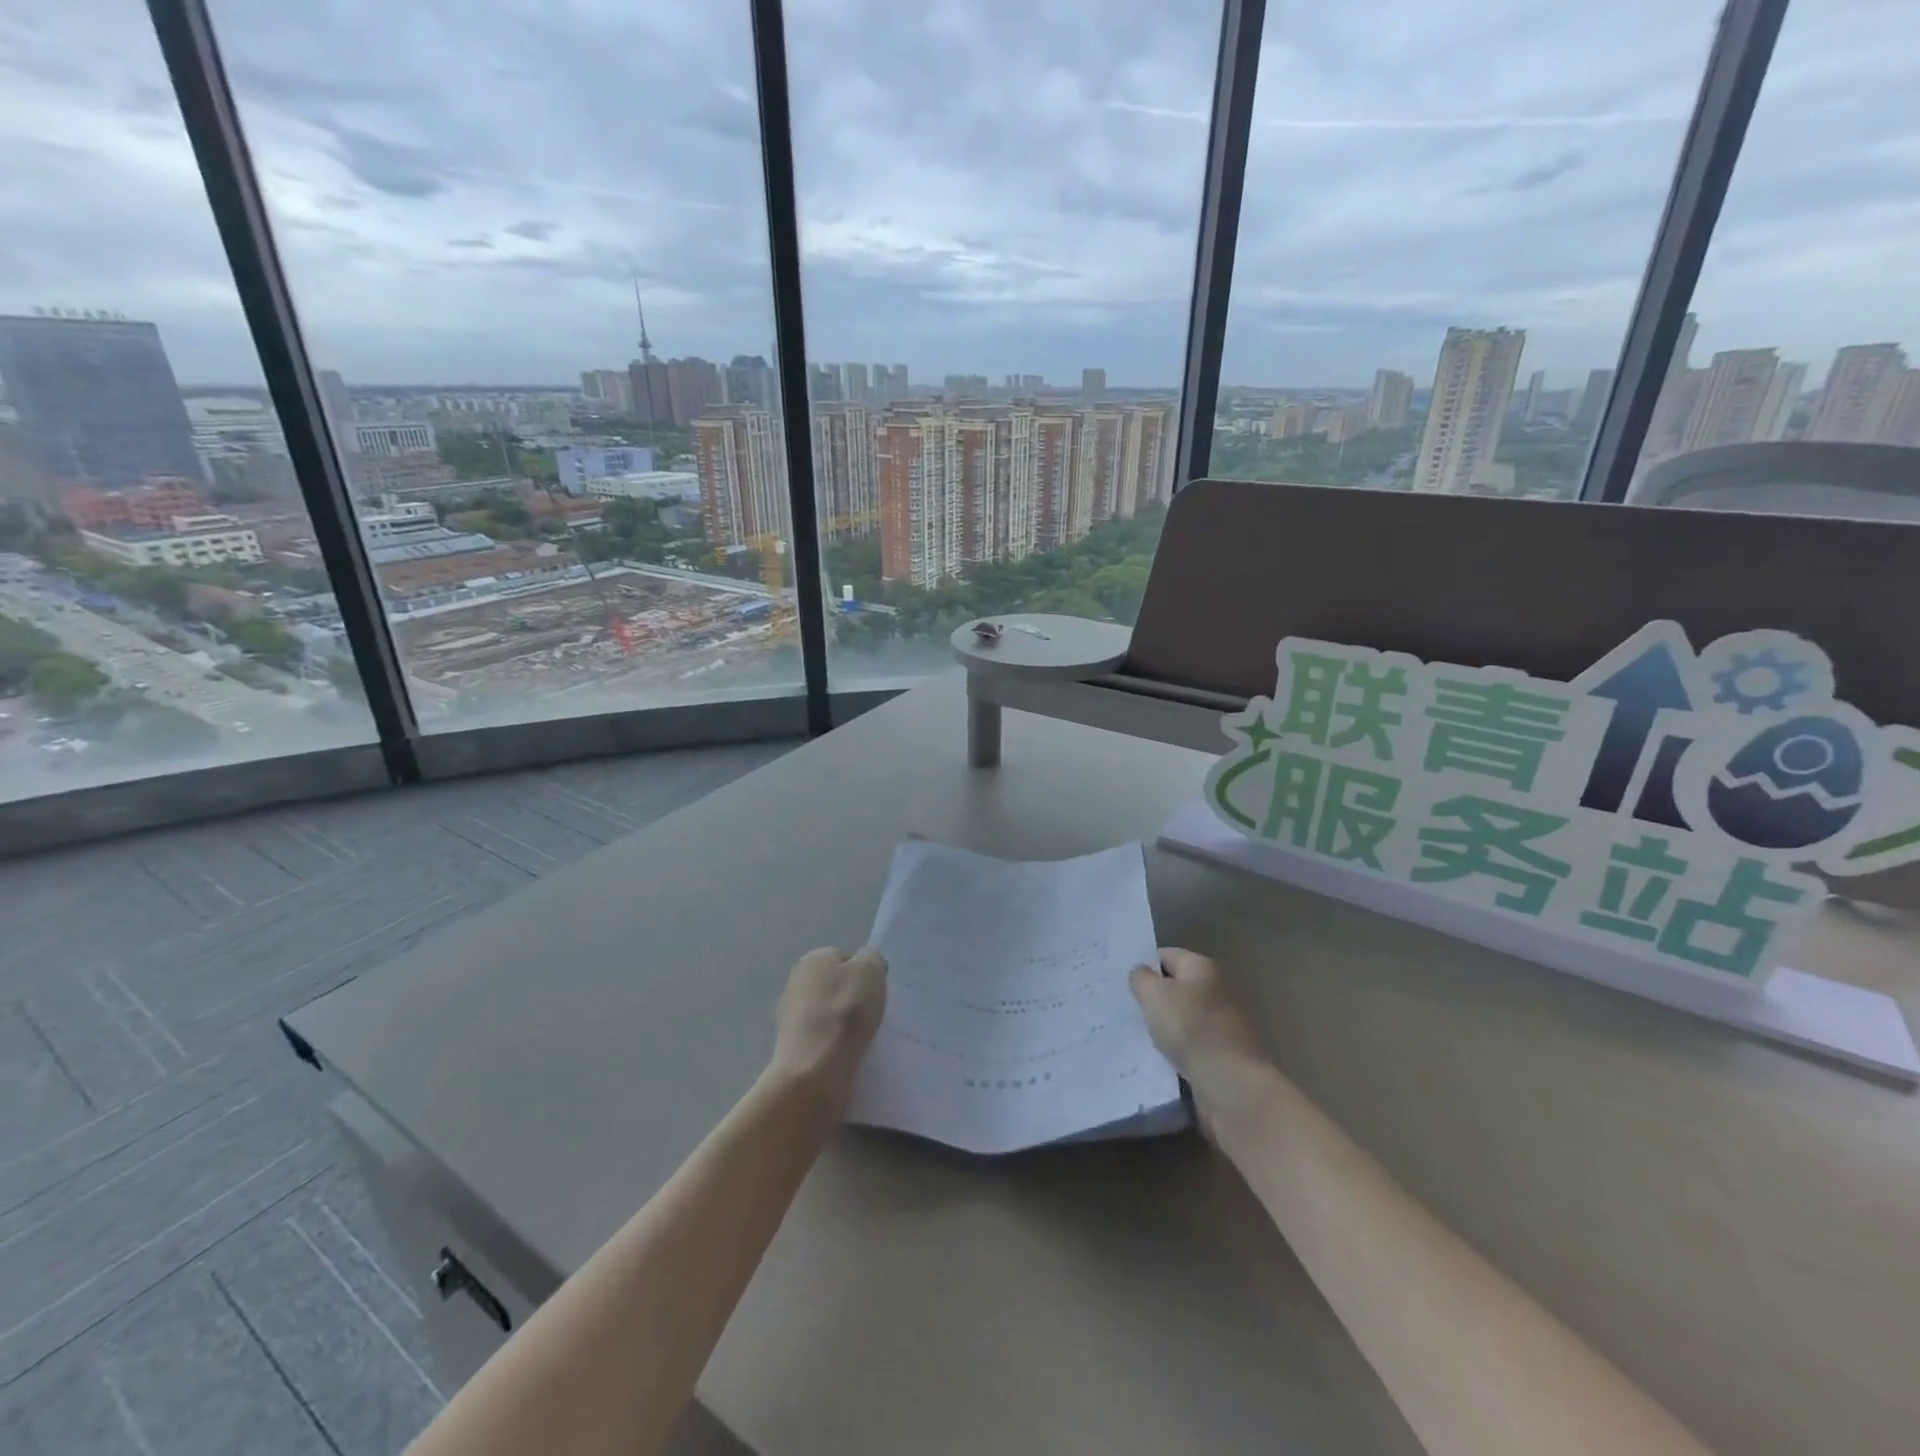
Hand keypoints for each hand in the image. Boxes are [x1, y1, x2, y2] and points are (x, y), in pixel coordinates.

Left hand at [770, 947, 886, 1102]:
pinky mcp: (792, 1048)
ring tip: (861, 1040)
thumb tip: (866, 965)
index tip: (876, 993)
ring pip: (828, 1014)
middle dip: (852, 999)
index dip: (864, 975)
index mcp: (813, 958)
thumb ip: (872, 959)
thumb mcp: (871, 970)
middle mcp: (796, 981)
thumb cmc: (846, 1012)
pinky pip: (822, 1040)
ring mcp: (790, 1016)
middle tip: (871, 1016)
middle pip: (836, 986)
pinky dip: (834, 1046)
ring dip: (843, 1025)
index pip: (846, 959)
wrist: (814, 1071)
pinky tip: (846, 1056)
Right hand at [1130, 949, 1271, 1116]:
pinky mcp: (1220, 1054)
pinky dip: (1174, 1050)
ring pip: (1181, 1019)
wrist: (1229, 1083)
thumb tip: (1141, 972)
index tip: (1121, 982)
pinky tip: (1154, 1058)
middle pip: (1175, 987)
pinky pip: (1188, 1045)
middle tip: (1124, 1008)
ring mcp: (1220, 1024)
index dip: (1143, 966)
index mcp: (1202, 967)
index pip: (1166, 956)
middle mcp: (1215, 990)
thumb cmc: (1190, 1027)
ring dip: (1162, 1027)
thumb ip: (1141, 979)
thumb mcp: (1154, 995)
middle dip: (1152, 998)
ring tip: (1135, 1034)